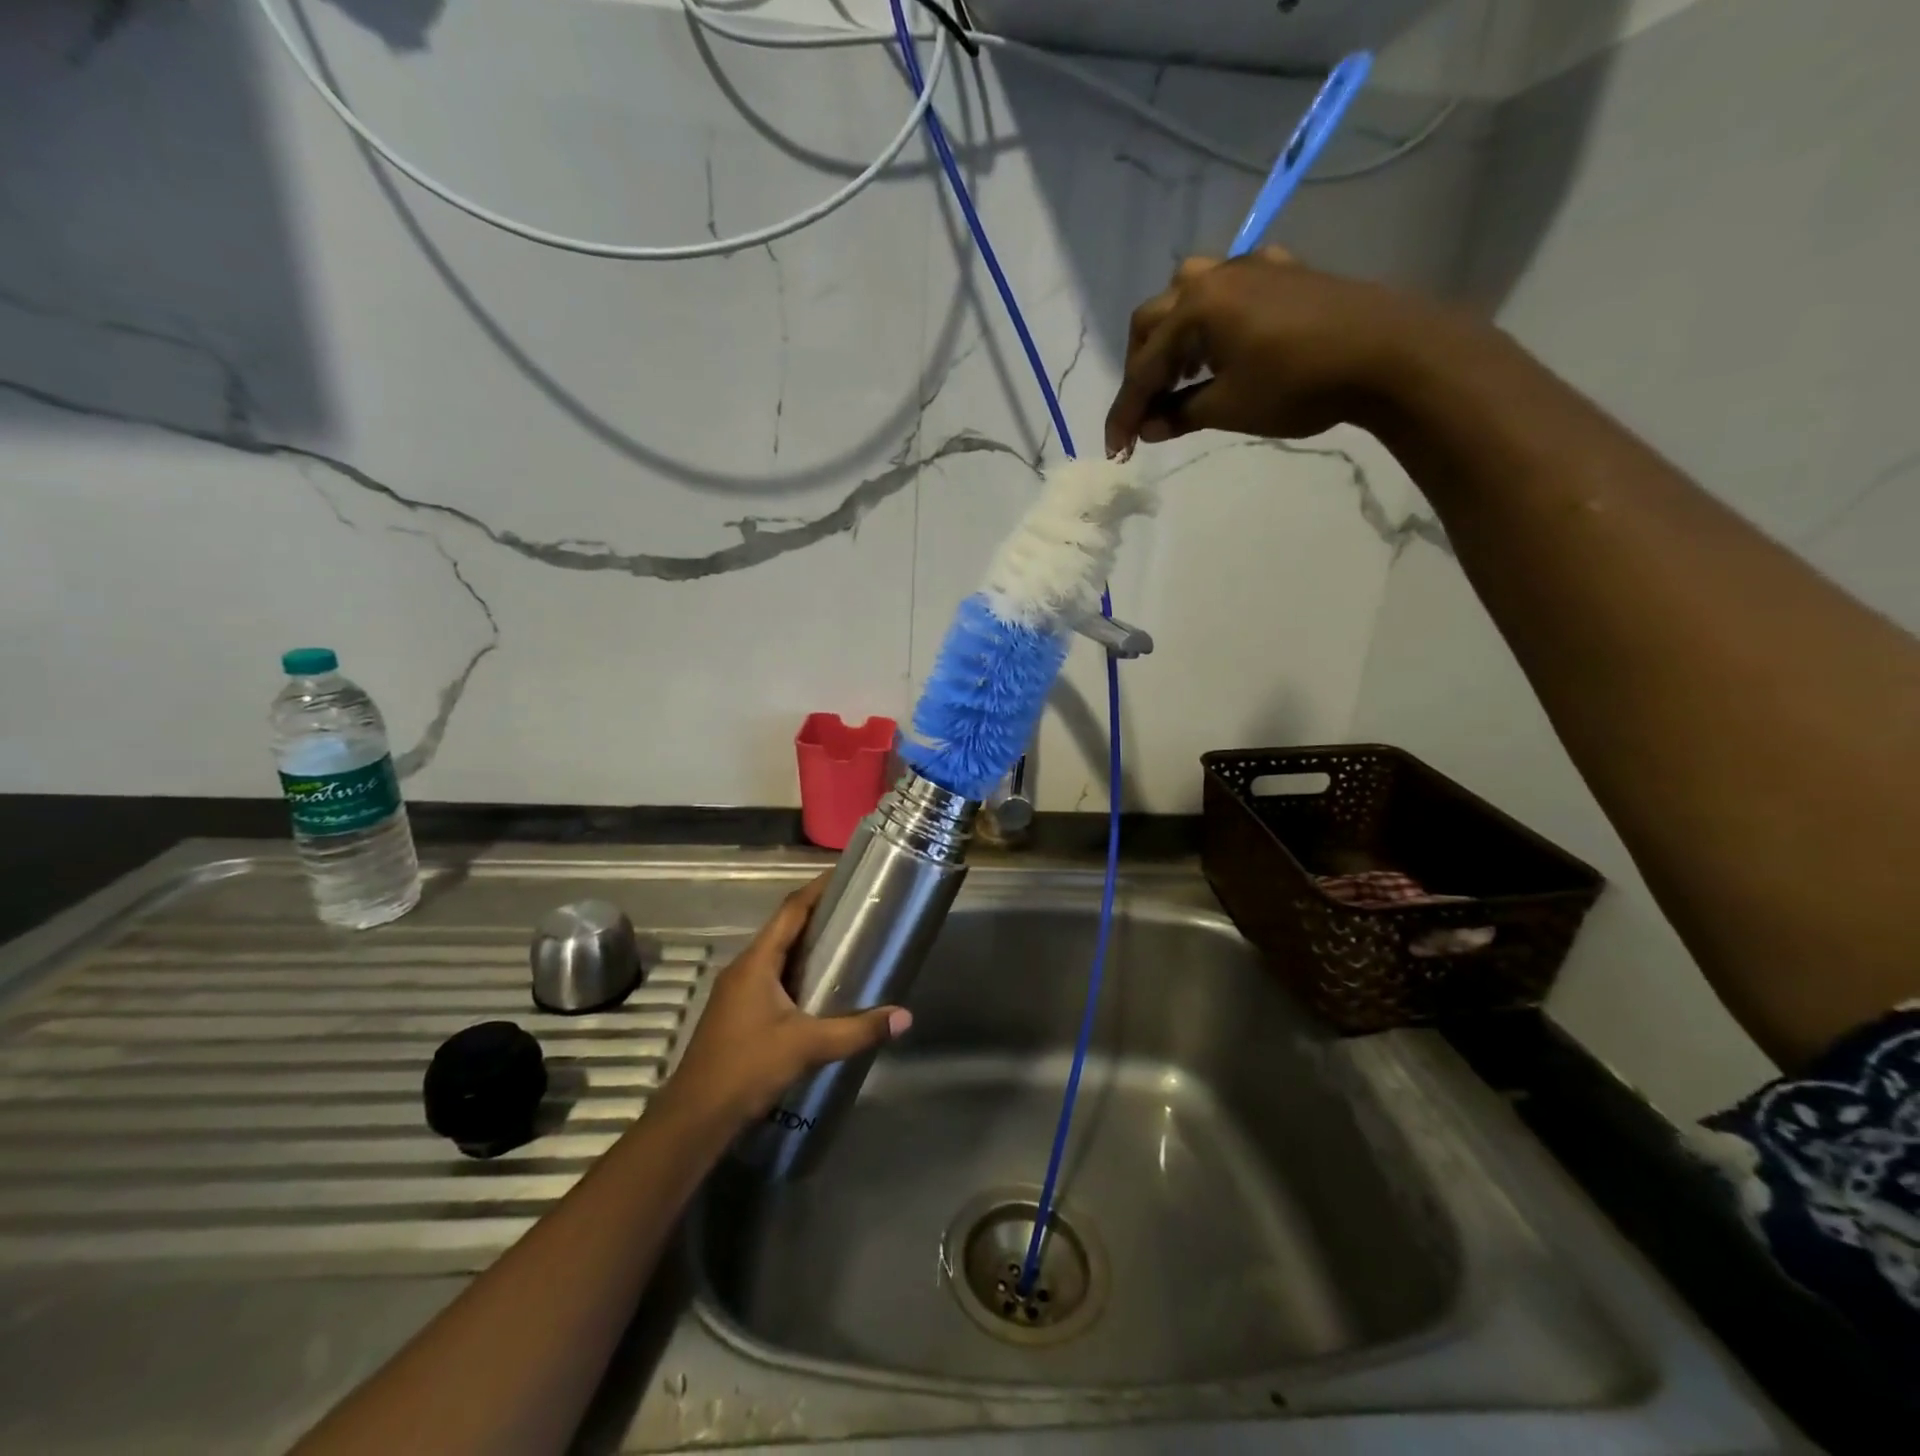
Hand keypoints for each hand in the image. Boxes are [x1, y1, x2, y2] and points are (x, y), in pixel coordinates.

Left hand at [657, 875, 910, 1127]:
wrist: (695, 1117)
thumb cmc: (747, 1068)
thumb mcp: (807, 1046)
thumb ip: (856, 1031)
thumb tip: (903, 1017)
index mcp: (756, 962)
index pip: (791, 910)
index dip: (817, 889)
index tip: (845, 875)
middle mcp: (744, 968)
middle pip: (784, 928)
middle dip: (818, 915)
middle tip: (857, 908)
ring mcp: (737, 991)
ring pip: (777, 955)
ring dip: (807, 944)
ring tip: (845, 941)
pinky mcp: (738, 1013)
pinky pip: (772, 977)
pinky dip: (797, 970)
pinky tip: (820, 987)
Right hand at [1104, 248, 1469, 456]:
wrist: (1387, 352)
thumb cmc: (1298, 384)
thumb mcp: (1229, 408)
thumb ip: (1180, 415)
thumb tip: (1148, 429)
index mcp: (1196, 307)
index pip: (1144, 368)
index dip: (1125, 412)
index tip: (1115, 449)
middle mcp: (1214, 276)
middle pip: (1153, 320)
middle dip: (1141, 369)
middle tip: (1145, 410)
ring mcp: (1250, 268)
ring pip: (1187, 295)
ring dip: (1171, 337)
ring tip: (1178, 375)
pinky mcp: (1281, 272)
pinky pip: (1227, 290)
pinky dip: (1209, 321)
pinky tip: (1222, 344)